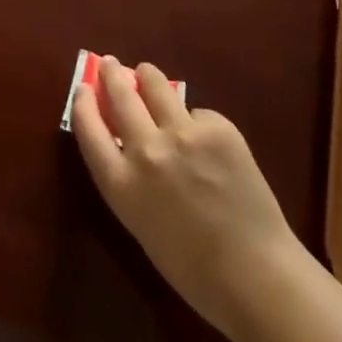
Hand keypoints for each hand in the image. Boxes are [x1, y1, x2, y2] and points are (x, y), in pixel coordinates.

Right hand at [71, 56, 302, 341]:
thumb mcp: (141, 223)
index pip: (87, 128)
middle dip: (111, 74)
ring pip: (154, 84)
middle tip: (110, 63)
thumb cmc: (194, 268)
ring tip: (146, 73)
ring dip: (146, 76)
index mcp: (122, 185)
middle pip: (120, 95)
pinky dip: (195, 120)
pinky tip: (205, 137)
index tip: (83, 86)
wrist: (258, 277)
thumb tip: (125, 138)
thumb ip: (128, 177)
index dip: (82, 102)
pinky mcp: (216, 127)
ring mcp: (182, 134)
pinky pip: (197, 112)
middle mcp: (146, 152)